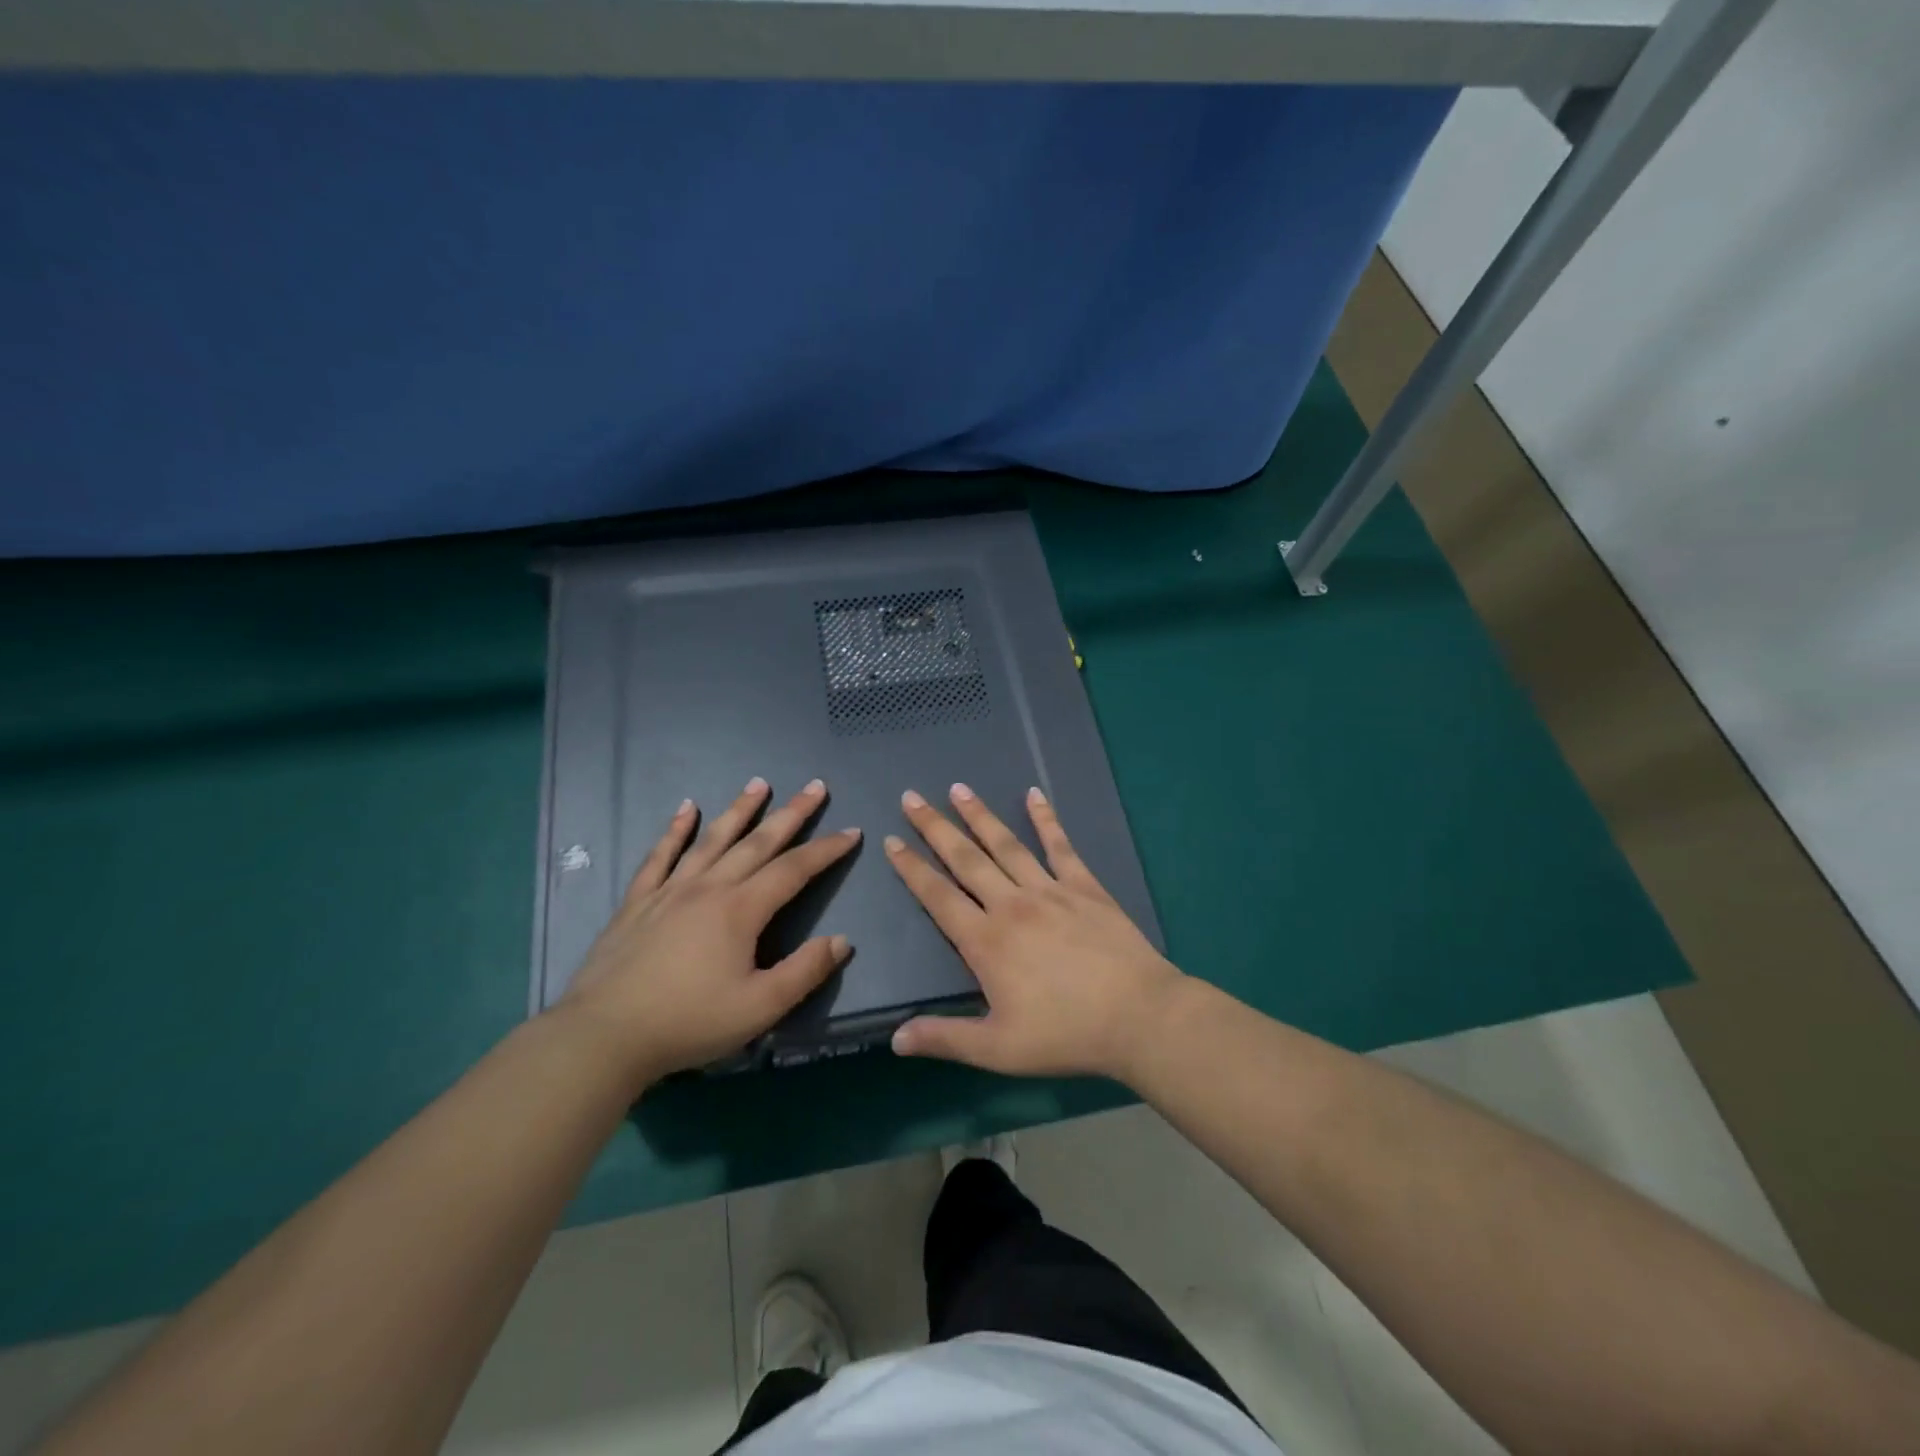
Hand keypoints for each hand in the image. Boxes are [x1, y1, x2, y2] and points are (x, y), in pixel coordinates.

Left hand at [562, 777, 860, 1084]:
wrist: (604, 1035)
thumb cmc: (688, 1022)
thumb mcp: (760, 1008)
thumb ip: (805, 971)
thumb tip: (841, 940)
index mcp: (740, 910)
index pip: (793, 870)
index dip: (825, 850)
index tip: (851, 831)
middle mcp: (708, 887)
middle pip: (757, 842)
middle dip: (791, 814)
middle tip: (814, 786)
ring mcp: (670, 890)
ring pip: (712, 839)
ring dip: (739, 810)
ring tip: (758, 784)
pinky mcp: (638, 902)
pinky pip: (660, 856)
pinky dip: (675, 830)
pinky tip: (685, 808)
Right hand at [884, 784, 1183, 1080]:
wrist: (1138, 1016)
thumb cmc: (1066, 1035)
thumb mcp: (998, 1050)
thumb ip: (945, 1039)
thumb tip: (895, 1038)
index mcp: (986, 942)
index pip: (938, 897)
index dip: (912, 868)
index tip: (892, 841)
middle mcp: (1011, 905)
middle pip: (965, 859)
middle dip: (935, 827)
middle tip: (912, 797)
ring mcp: (1049, 890)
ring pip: (1006, 845)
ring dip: (979, 815)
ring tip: (958, 789)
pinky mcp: (1084, 886)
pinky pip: (1060, 845)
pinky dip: (1045, 818)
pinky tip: (1034, 794)